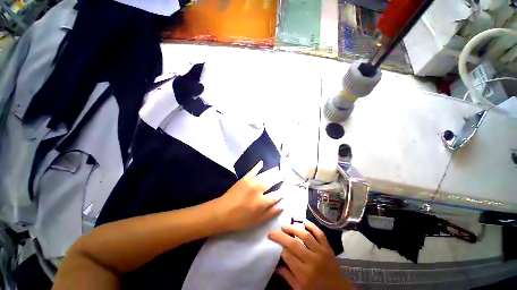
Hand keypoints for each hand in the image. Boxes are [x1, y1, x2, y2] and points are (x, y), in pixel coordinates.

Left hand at [215, 161, 282, 231]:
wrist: (222, 212)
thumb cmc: (240, 219)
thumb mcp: (257, 221)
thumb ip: (270, 213)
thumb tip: (282, 206)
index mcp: (262, 202)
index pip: (276, 195)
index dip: (283, 192)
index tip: (287, 189)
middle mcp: (258, 189)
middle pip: (271, 181)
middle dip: (279, 177)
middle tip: (284, 174)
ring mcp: (251, 182)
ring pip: (264, 174)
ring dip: (271, 171)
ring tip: (277, 168)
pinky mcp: (244, 179)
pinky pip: (252, 170)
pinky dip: (257, 166)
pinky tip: (261, 162)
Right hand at [268, 220, 352, 289]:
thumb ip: (288, 277)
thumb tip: (275, 264)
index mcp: (304, 274)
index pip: (287, 255)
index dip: (279, 248)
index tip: (274, 243)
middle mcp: (312, 260)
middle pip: (294, 243)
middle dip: (281, 236)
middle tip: (273, 231)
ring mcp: (321, 252)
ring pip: (305, 235)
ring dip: (293, 228)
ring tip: (284, 226)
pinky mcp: (328, 248)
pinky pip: (319, 233)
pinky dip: (311, 225)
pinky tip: (303, 221)